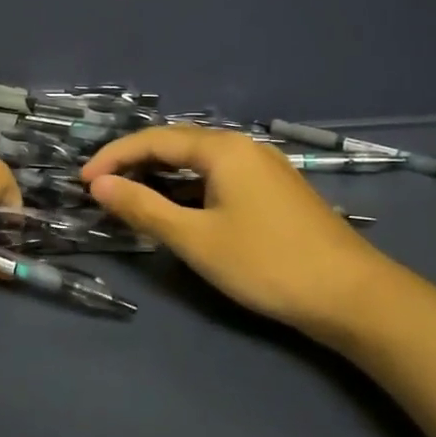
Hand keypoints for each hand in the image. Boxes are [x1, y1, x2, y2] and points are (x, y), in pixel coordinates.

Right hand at [82, 125, 392, 337]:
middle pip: (176, 144)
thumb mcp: (195, 238)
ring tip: (130, 195)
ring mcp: (264, 167)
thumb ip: (144, 208)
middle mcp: (243, 146)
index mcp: (223, 148)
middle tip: (101, 187)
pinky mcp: (275, 189)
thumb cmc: (266, 263)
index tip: (82, 181)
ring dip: (160, 175)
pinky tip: (178, 206)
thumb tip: (99, 186)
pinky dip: (187, 186)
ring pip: (198, 161)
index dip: (114, 157)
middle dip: (134, 162)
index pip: (154, 141)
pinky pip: (218, 175)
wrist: (353, 296)